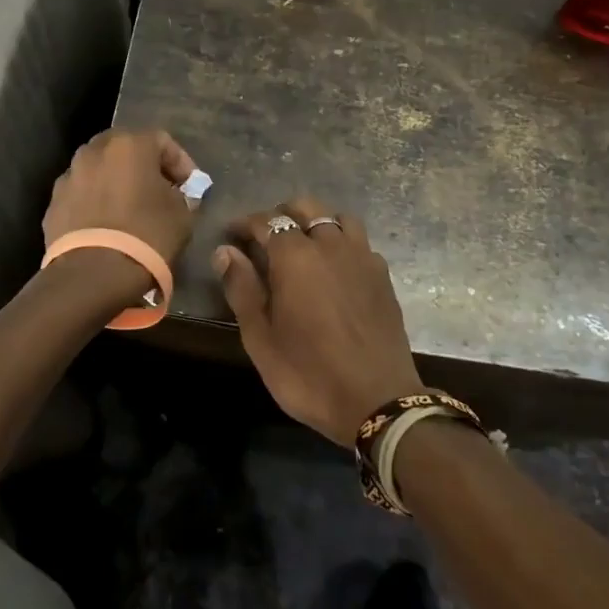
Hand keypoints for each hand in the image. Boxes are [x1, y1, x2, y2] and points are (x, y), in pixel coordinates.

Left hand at [43, 129, 199, 305]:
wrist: (93, 274)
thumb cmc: (147, 235)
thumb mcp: (182, 215)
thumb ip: (182, 197)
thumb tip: (176, 196)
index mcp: (129, 144)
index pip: (162, 141)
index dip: (180, 163)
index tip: (189, 187)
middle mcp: (94, 151)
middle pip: (125, 149)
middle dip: (144, 167)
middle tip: (159, 191)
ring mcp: (69, 176)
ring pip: (99, 171)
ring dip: (116, 183)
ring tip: (130, 209)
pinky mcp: (53, 203)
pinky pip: (82, 195)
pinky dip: (95, 203)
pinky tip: (106, 226)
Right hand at [214, 198, 423, 446]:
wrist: (378, 401)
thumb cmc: (308, 374)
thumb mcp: (261, 339)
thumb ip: (242, 289)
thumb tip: (225, 251)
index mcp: (295, 257)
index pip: (266, 221)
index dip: (245, 224)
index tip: (231, 235)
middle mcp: (330, 245)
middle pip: (305, 207)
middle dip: (281, 214)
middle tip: (265, 237)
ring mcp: (362, 257)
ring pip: (337, 217)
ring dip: (316, 221)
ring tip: (303, 245)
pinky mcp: (382, 275)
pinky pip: (360, 241)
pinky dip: (343, 241)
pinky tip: (335, 266)